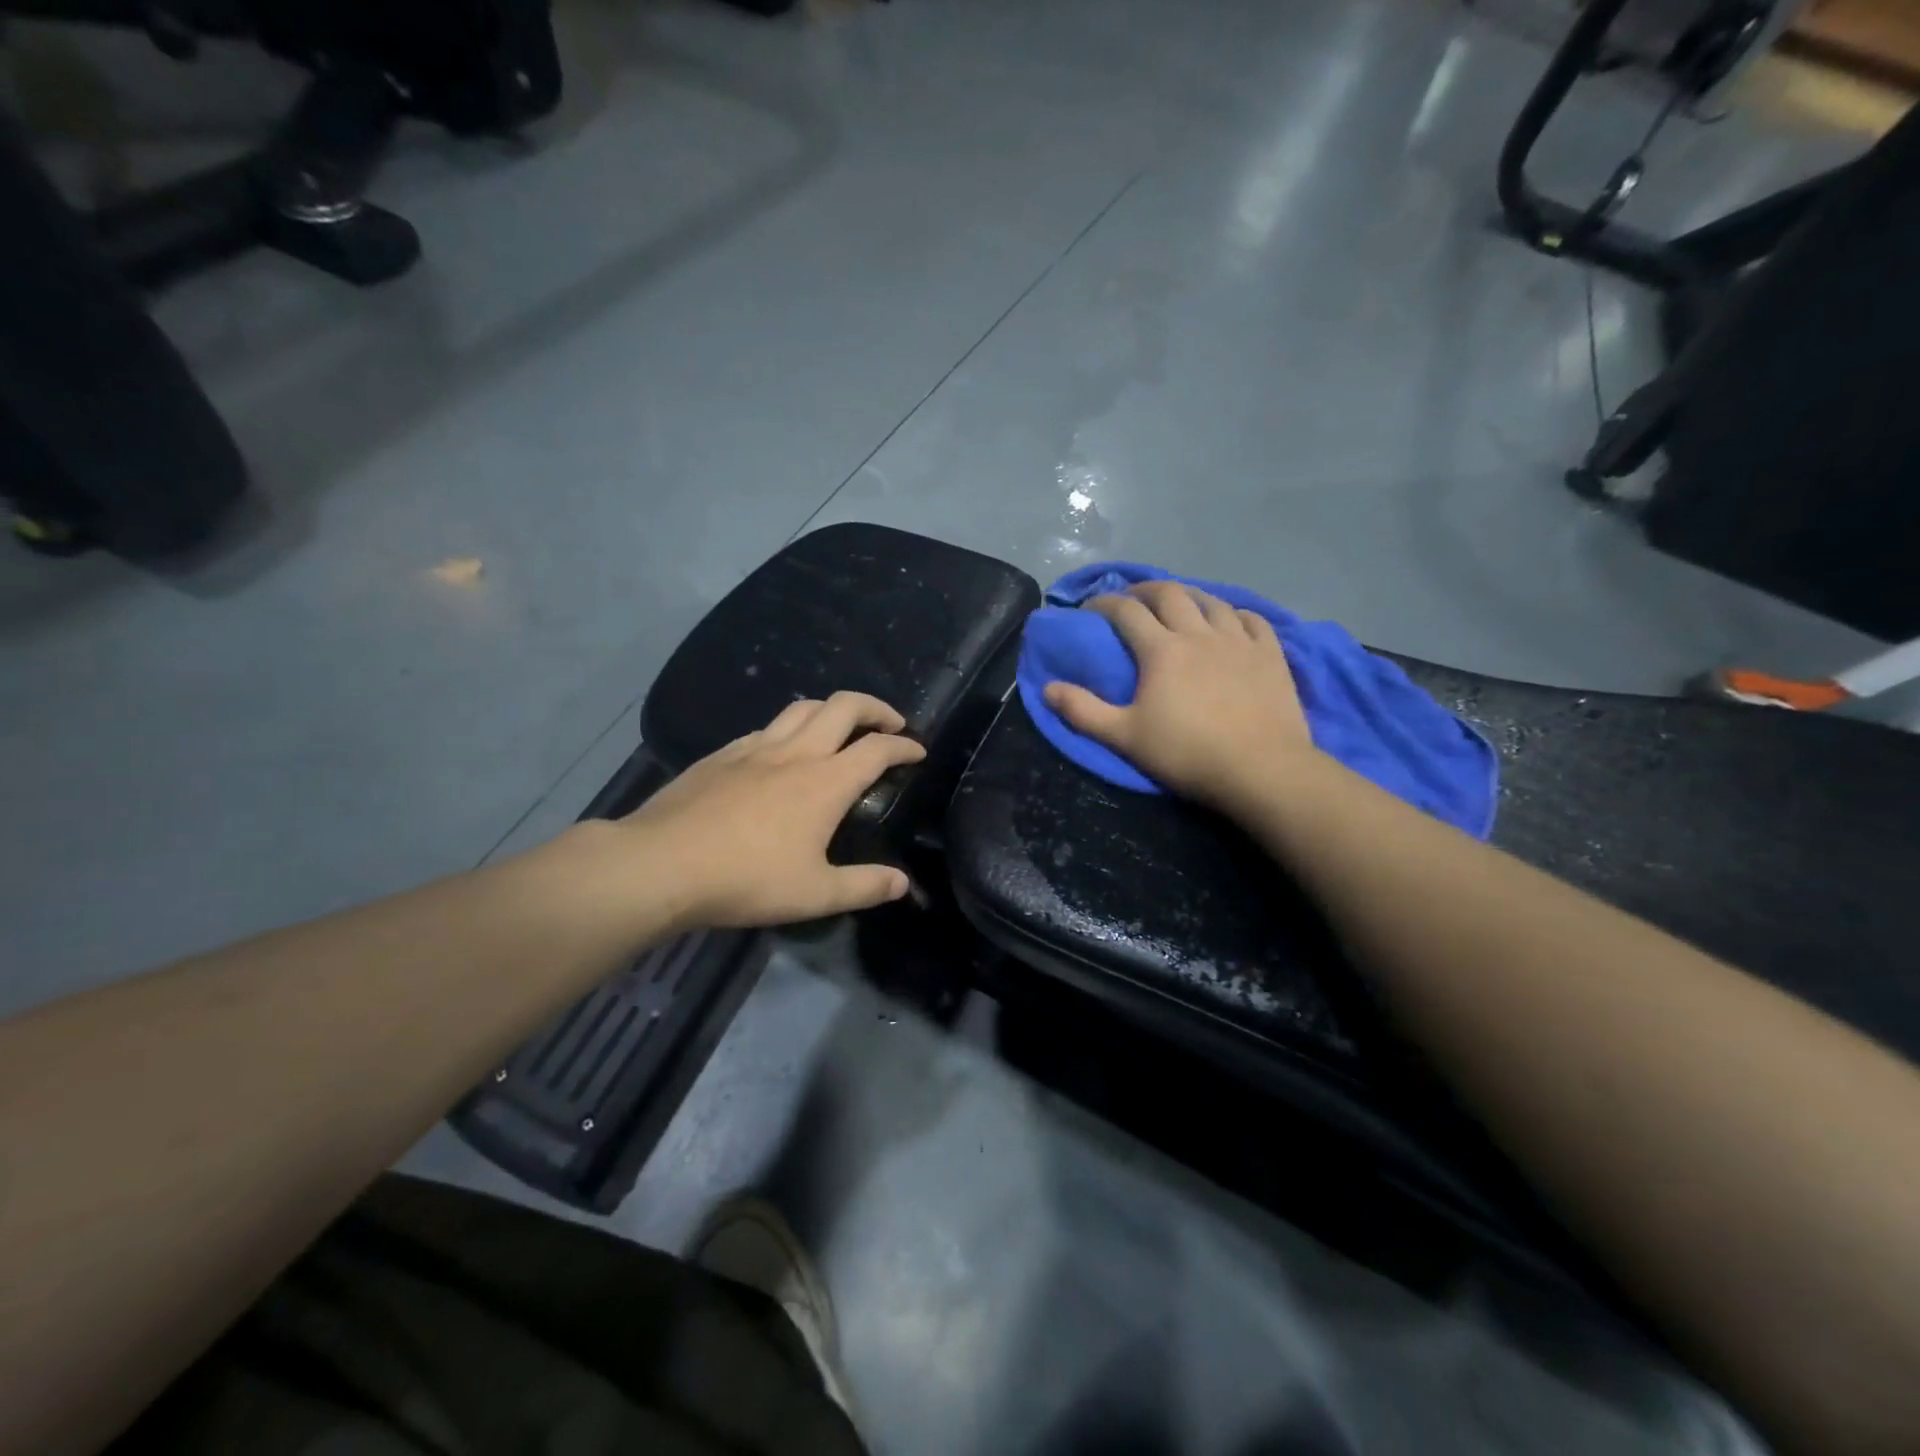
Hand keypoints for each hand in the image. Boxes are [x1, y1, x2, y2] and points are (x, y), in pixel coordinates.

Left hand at [609, 692, 925, 928]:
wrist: (661, 864)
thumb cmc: (746, 879)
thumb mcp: (815, 894)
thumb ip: (865, 886)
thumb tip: (903, 883)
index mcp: (825, 782)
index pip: (877, 749)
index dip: (904, 745)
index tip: (918, 751)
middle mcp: (795, 753)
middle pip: (843, 706)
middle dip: (875, 708)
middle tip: (889, 723)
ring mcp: (754, 748)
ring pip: (802, 707)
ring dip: (831, 710)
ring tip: (840, 728)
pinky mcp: (722, 755)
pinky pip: (767, 727)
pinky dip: (789, 728)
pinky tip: (782, 751)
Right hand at [1043, 581, 1315, 809]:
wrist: (1260, 769)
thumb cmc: (1186, 753)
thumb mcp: (1124, 737)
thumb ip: (1083, 711)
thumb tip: (1047, 688)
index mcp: (1161, 650)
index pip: (1126, 611)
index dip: (1104, 603)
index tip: (1090, 609)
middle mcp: (1199, 634)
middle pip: (1170, 594)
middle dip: (1144, 590)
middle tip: (1132, 599)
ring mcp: (1239, 641)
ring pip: (1211, 601)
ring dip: (1189, 596)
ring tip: (1180, 605)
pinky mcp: (1270, 654)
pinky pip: (1252, 619)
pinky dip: (1234, 613)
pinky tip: (1230, 621)